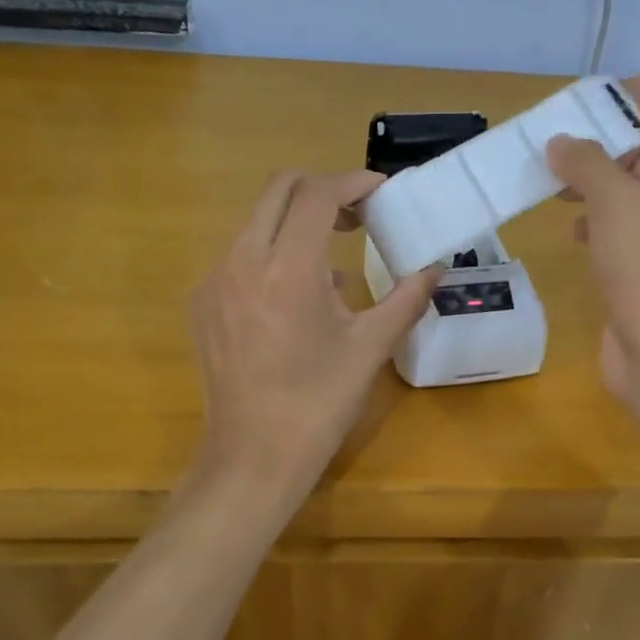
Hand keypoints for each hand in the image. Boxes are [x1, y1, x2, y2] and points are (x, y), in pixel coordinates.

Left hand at [190, 170, 437, 500]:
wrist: (254, 457)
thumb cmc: (319, 404)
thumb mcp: (371, 348)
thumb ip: (406, 298)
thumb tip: (436, 268)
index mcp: (287, 270)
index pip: (317, 194)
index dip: (353, 182)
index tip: (381, 192)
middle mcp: (242, 262)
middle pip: (279, 189)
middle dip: (322, 190)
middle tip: (358, 216)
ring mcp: (214, 281)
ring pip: (256, 221)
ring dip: (297, 222)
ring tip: (333, 261)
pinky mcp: (202, 303)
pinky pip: (240, 256)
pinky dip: (273, 253)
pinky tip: (297, 297)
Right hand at [547, 77, 639, 406]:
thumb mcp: (617, 202)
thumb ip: (586, 165)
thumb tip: (561, 143)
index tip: (623, 88)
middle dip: (614, 148)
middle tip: (568, 141)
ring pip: (634, 203)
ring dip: (599, 189)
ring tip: (556, 184)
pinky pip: (622, 240)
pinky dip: (597, 229)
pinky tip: (571, 231)